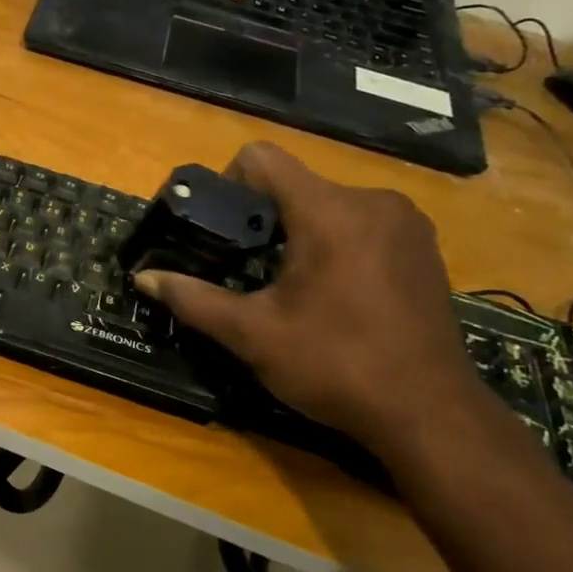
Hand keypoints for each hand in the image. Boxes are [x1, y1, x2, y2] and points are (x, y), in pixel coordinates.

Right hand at [133, 142, 481, 450]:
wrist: (430, 414)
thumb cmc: (335, 365)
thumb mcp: (252, 334)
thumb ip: (193, 299)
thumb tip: (142, 278)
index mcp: (329, 211)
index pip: (262, 158)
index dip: (228, 183)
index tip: (220, 228)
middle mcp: (372, 201)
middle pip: (295, 184)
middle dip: (262, 217)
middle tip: (244, 266)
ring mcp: (406, 223)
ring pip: (328, 204)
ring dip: (298, 230)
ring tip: (287, 283)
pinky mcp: (424, 246)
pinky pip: (362, 223)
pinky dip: (335, 243)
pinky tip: (333, 291)